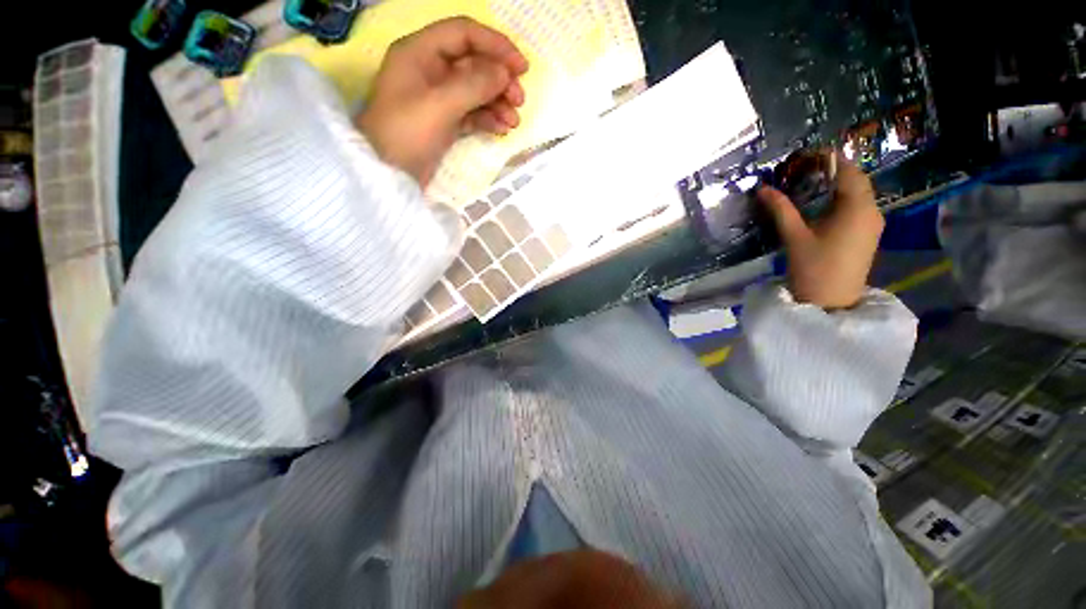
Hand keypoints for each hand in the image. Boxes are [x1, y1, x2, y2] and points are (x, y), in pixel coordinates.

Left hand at [357, 17, 528, 185]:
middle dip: (499, 80)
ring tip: (513, 122)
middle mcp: (430, 70)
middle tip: (519, 101)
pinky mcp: (444, 122)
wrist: (388, 175)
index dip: (495, 45)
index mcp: (420, 52)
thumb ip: (473, 86)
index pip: (463, 34)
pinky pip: (472, 113)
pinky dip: (488, 119)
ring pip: (476, 91)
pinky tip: (501, 130)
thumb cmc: (406, 135)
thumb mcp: (439, 106)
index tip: (521, 67)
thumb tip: (504, 74)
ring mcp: (438, 98)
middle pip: (473, 63)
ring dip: (497, 103)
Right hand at [757, 154, 882, 309]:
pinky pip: (856, 207)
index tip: (805, 155)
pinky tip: (819, 206)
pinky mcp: (866, 235)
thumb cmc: (814, 268)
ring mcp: (872, 224)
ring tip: (808, 184)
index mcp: (857, 207)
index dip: (828, 158)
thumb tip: (763, 188)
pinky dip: (839, 200)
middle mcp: (871, 211)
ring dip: (835, 185)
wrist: (831, 302)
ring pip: (856, 194)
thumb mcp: (794, 236)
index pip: (848, 170)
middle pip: (855, 180)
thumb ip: (780, 209)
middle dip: (831, 171)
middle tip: (802, 169)